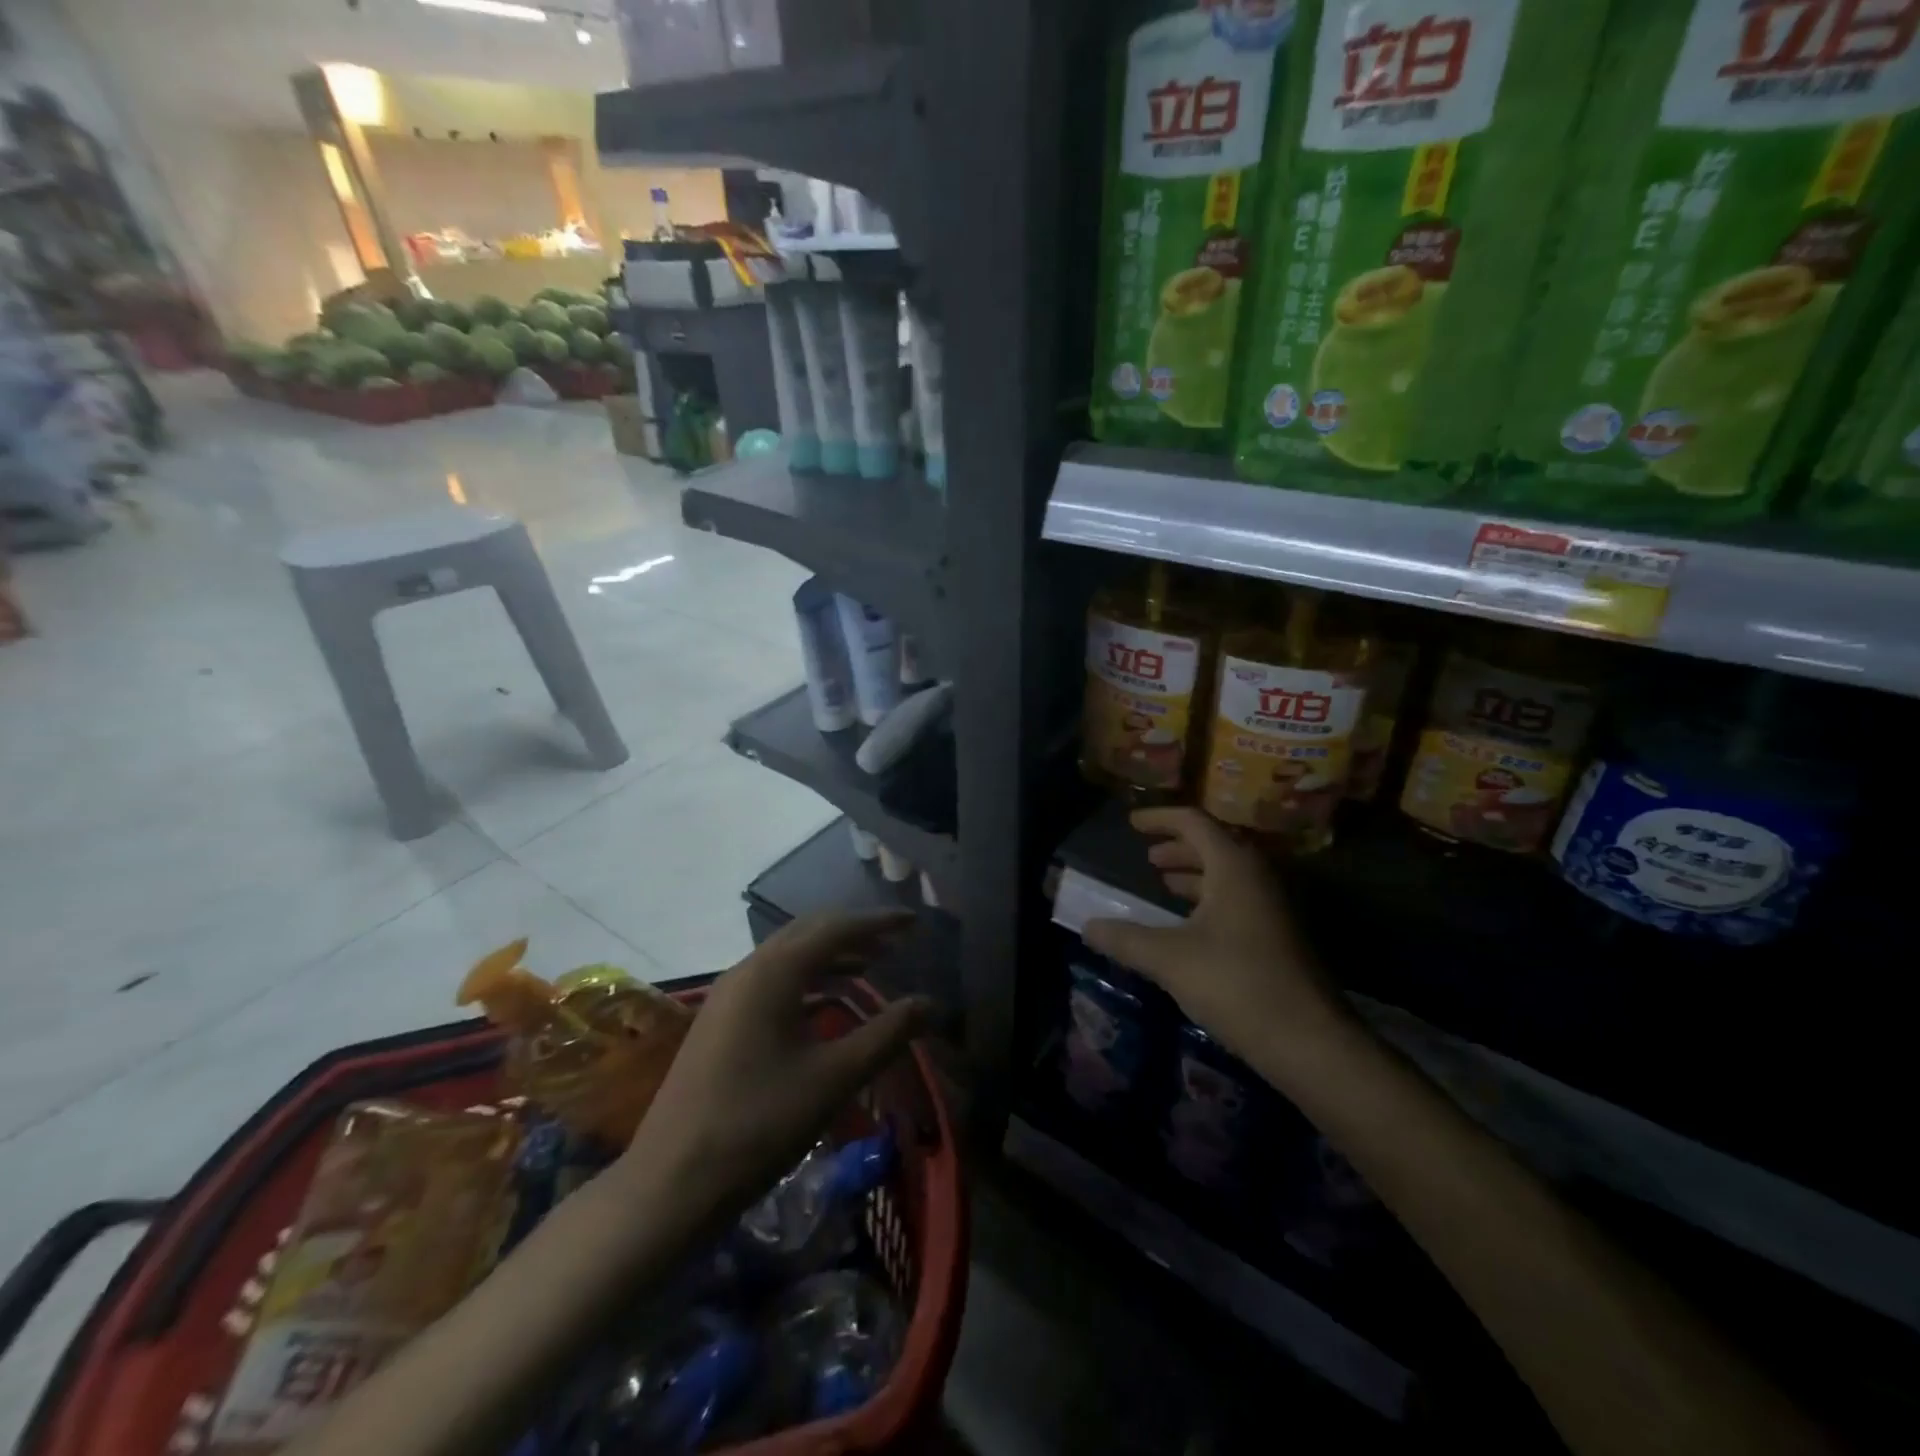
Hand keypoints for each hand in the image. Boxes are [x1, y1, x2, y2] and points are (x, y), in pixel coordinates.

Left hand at [619, 912, 932, 1223]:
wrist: (670, 1183)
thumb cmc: (759, 1124)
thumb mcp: (833, 1079)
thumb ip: (886, 1035)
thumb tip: (929, 1004)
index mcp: (774, 972)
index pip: (835, 928)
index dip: (877, 922)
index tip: (912, 922)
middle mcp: (748, 971)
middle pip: (808, 934)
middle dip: (854, 933)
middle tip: (894, 943)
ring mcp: (728, 996)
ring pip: (788, 958)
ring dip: (830, 957)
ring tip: (871, 968)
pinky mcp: (720, 1022)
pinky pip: (772, 983)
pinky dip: (807, 982)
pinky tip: (828, 1005)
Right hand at [1083, 807, 1347, 1075]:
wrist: (1310, 1041)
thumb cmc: (1236, 984)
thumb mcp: (1169, 959)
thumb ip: (1125, 939)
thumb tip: (1087, 926)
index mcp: (1234, 868)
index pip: (1194, 822)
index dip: (1160, 818)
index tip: (1132, 823)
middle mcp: (1258, 878)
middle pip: (1214, 846)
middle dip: (1178, 847)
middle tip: (1148, 857)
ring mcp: (1274, 909)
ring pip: (1228, 876)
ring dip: (1194, 875)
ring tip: (1164, 884)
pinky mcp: (1279, 938)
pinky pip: (1238, 901)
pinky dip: (1209, 900)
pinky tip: (1190, 927)